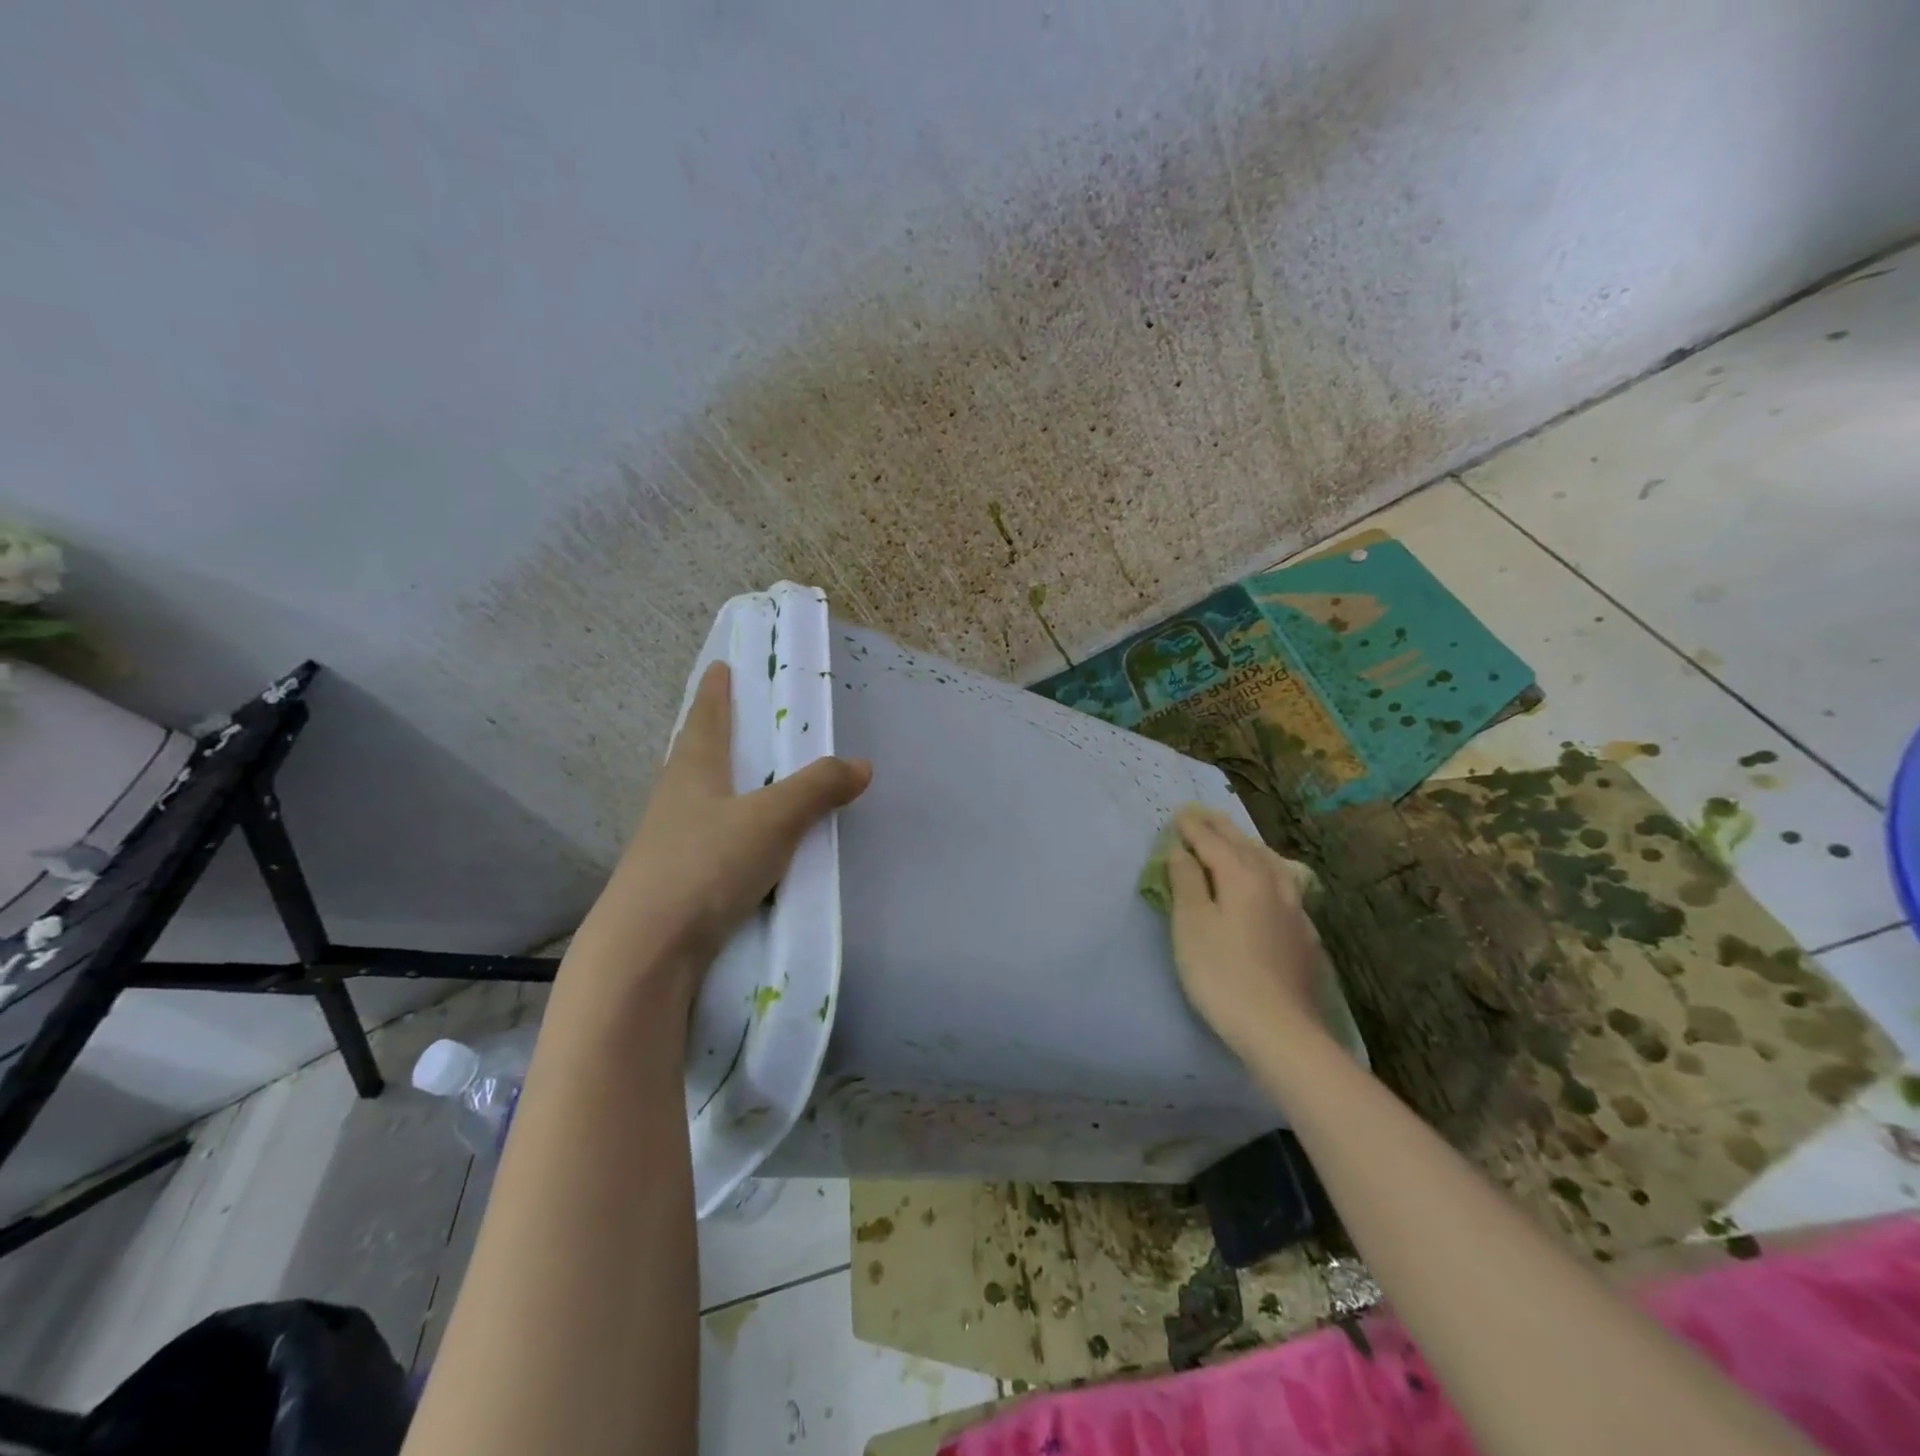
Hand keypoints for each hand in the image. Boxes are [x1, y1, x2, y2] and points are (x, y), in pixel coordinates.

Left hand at [568, 661, 871, 1009]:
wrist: (646, 951)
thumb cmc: (706, 865)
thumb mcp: (772, 819)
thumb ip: (817, 789)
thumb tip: (861, 765)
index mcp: (692, 771)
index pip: (705, 717)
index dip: (715, 691)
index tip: (719, 666)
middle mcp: (675, 800)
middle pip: (695, 755)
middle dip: (714, 734)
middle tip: (739, 719)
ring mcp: (669, 843)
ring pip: (700, 800)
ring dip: (722, 785)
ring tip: (751, 782)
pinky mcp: (675, 882)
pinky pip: (709, 841)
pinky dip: (730, 831)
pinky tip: (746, 845)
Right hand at [1165, 806, 1327, 1058]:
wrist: (1282, 1031)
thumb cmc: (1222, 975)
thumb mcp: (1191, 925)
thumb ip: (1186, 882)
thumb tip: (1181, 851)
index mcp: (1242, 877)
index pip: (1213, 842)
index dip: (1194, 828)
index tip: (1179, 813)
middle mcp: (1273, 885)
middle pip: (1245, 847)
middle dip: (1222, 829)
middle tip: (1205, 814)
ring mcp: (1295, 910)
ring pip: (1271, 864)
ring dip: (1249, 846)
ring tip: (1237, 839)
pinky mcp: (1305, 936)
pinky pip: (1285, 886)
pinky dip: (1269, 871)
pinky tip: (1271, 883)